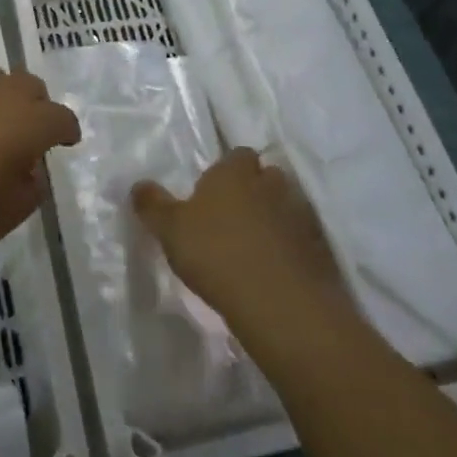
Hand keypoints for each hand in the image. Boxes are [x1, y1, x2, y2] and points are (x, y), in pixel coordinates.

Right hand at [132, 149, 347, 328]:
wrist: (279, 302)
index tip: (213, 190)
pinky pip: (301, 239)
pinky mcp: (319, 249)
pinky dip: (290, 247)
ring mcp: (299, 215)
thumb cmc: (216, 253)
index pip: (237, 154)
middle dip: (254, 189)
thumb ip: (153, 204)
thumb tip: (137, 184)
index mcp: (234, 172)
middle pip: (265, 176)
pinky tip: (275, 268)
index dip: (228, 169)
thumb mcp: (170, 229)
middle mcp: (271, 184)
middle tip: (233, 215)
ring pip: (285, 206)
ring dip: (274, 218)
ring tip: (254, 245)